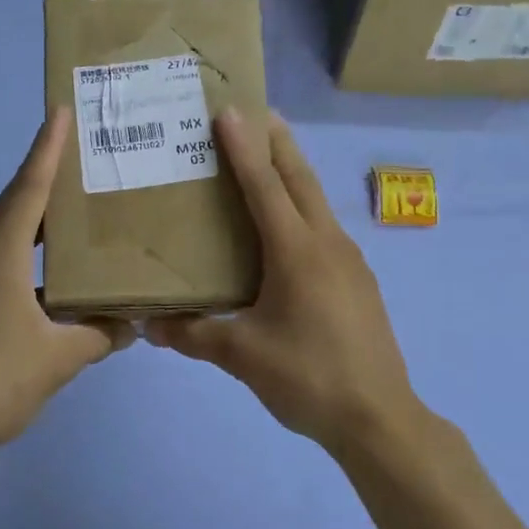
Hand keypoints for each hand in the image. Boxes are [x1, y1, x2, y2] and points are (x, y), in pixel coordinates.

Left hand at [0, 110, 130, 465]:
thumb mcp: (59, 359)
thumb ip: (99, 335)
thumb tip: (133, 323)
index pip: (27, 191)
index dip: (46, 150)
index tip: (59, 111)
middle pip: (13, 206)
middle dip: (44, 178)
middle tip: (81, 158)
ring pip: (3, 236)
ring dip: (35, 219)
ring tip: (72, 210)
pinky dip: (26, 255)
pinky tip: (51, 274)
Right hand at [146, 109, 422, 453]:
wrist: (378, 417)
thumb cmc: (307, 377)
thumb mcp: (242, 356)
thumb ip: (194, 336)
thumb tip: (150, 326)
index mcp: (297, 251)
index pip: (265, 185)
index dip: (243, 147)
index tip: (228, 110)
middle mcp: (327, 243)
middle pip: (300, 178)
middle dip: (277, 142)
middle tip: (254, 112)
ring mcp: (350, 260)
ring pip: (316, 202)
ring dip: (292, 174)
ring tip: (266, 161)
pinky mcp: (358, 281)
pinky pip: (324, 229)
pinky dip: (302, 209)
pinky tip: (287, 231)